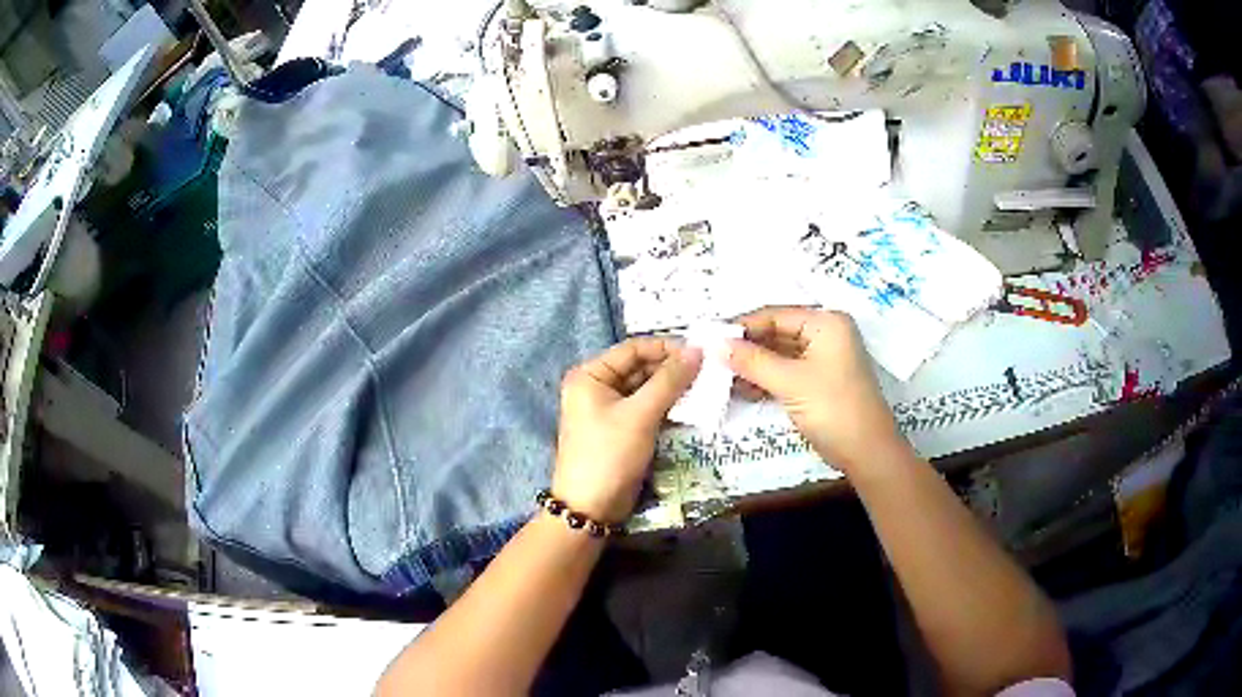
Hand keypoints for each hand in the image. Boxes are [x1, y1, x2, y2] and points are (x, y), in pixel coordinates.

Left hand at [553, 338, 702, 521]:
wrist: (591, 508)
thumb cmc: (609, 455)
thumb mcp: (640, 415)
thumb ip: (669, 381)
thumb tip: (697, 350)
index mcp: (590, 375)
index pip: (633, 349)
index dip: (667, 347)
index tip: (701, 352)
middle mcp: (597, 386)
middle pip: (640, 367)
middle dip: (672, 369)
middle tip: (709, 370)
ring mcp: (608, 409)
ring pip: (646, 388)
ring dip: (673, 388)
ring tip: (706, 386)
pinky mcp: (621, 429)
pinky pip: (647, 408)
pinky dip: (667, 406)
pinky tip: (692, 406)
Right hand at [728, 307, 909, 472]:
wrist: (866, 452)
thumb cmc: (833, 408)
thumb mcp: (790, 382)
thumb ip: (752, 361)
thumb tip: (715, 345)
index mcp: (826, 323)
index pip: (775, 315)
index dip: (742, 327)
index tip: (709, 339)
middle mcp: (825, 334)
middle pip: (776, 333)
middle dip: (746, 347)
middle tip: (710, 358)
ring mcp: (822, 360)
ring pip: (778, 354)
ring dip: (752, 365)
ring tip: (719, 375)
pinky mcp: (817, 382)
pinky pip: (785, 372)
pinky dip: (764, 379)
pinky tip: (739, 388)